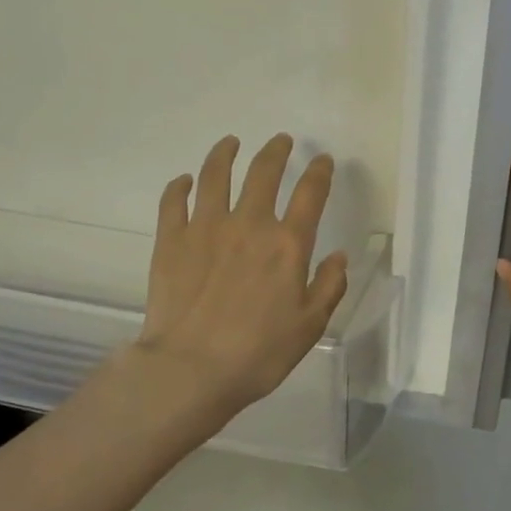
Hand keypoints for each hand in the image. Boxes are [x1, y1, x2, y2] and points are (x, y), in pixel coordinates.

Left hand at [134, 133, 349, 432]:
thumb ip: (329, 286)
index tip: (323, 161)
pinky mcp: (172, 240)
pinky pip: (174, 201)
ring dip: (225, 154)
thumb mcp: (310, 326)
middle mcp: (249, 224)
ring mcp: (206, 228)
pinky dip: (180, 186)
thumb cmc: (259, 353)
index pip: (310, 194)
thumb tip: (338, 256)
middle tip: (281, 141)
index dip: (320, 172)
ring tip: (230, 143)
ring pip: (215, 175)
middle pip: (263, 172)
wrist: (191, 369)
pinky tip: (184, 181)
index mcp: (287, 244)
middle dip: (276, 151)